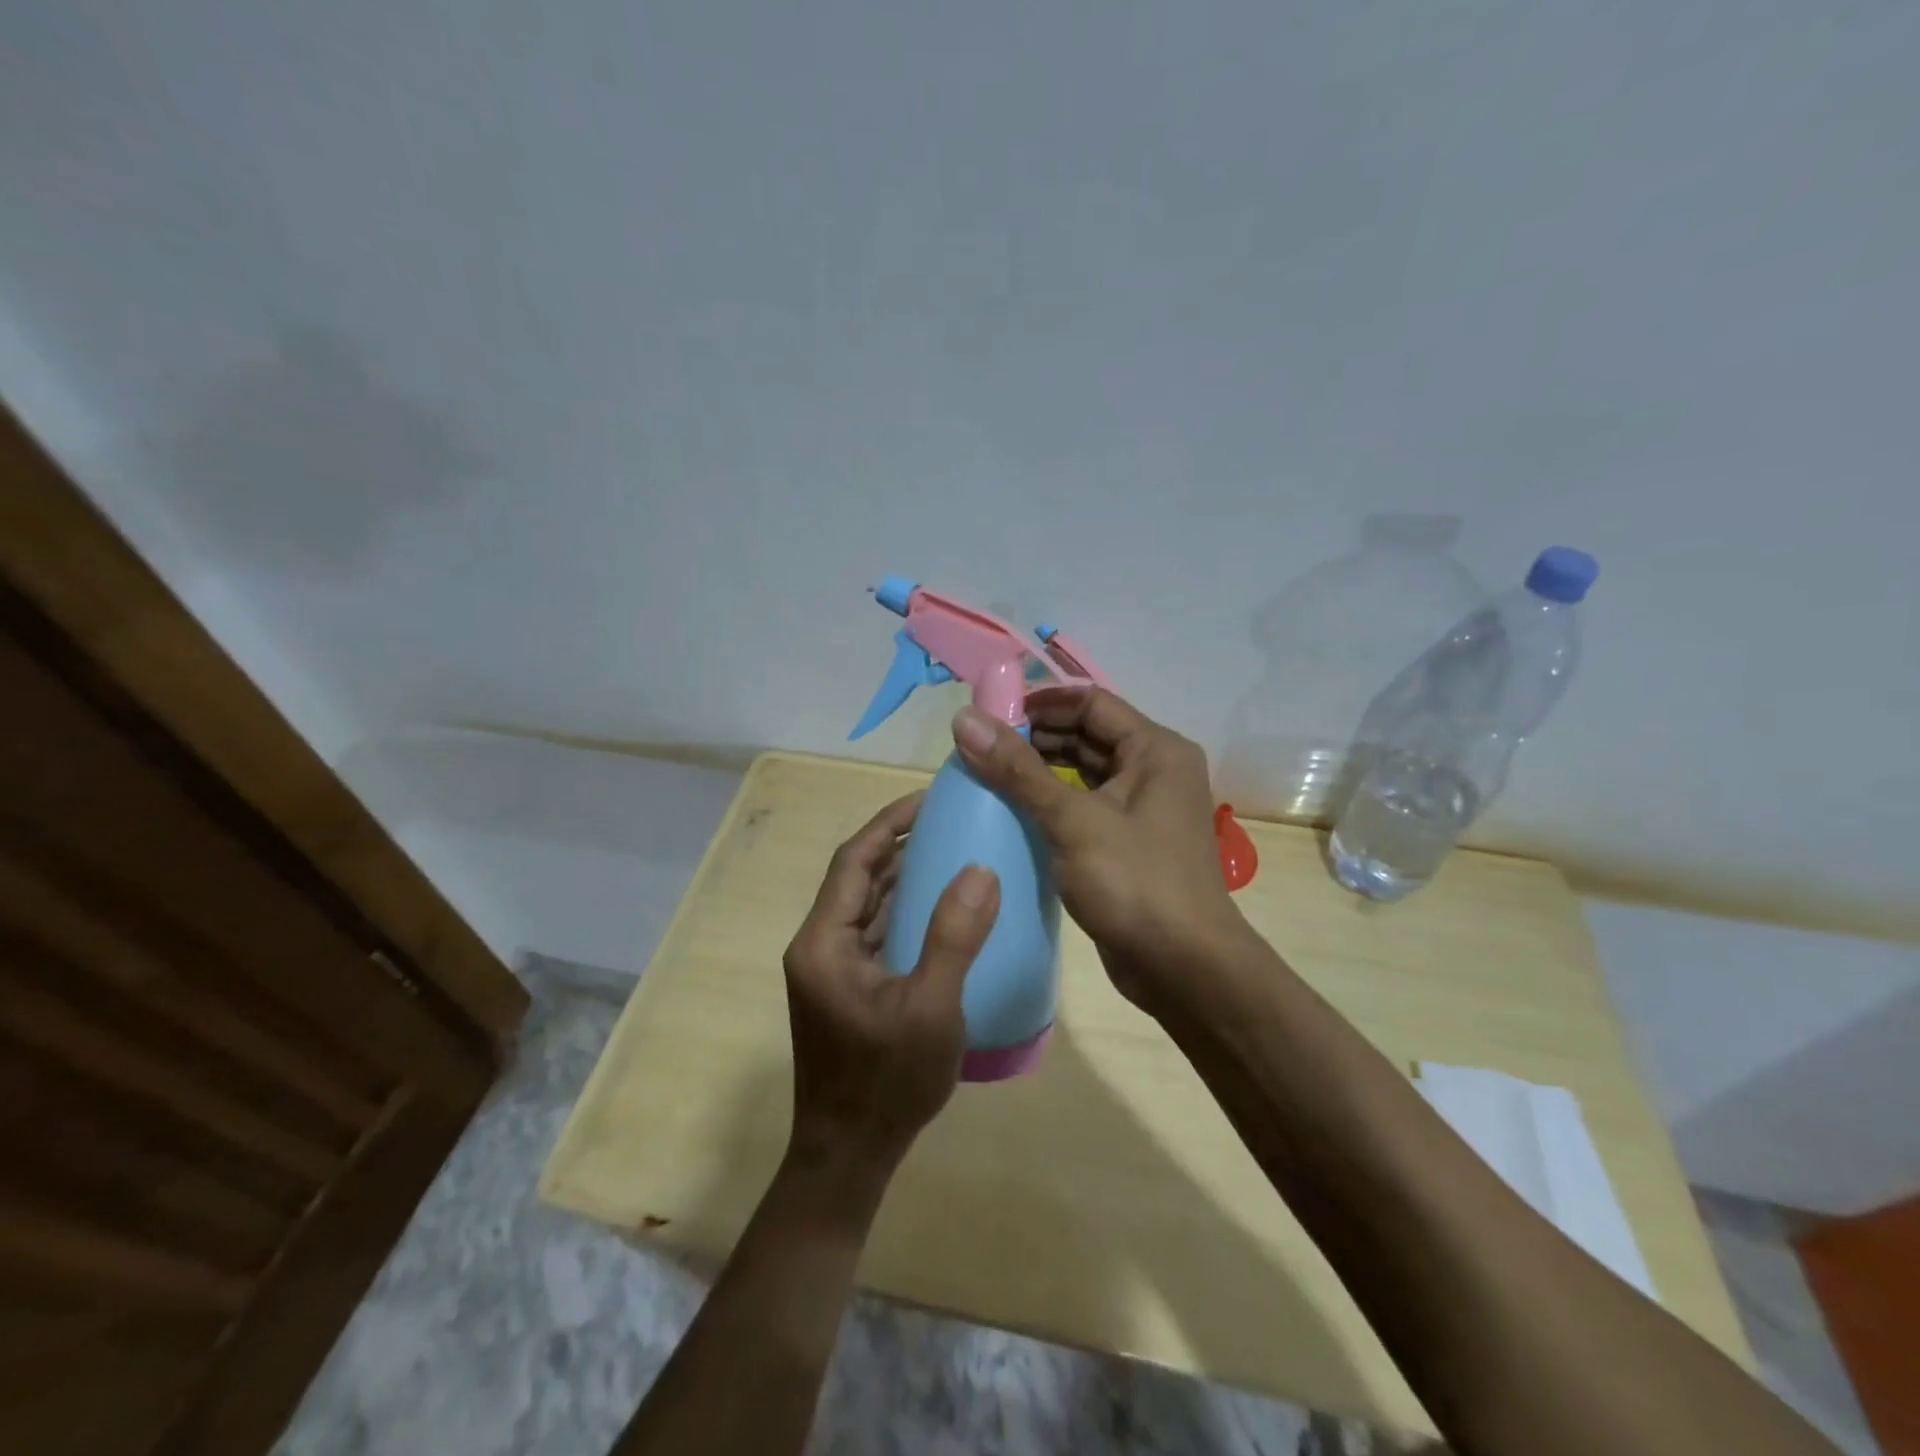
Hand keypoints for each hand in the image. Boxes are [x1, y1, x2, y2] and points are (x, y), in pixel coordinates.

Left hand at [782, 793, 1000, 1179]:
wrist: (848, 1157)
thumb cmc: (886, 1083)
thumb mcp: (931, 1008)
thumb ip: (954, 936)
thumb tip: (981, 870)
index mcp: (824, 941)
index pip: (853, 860)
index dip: (889, 823)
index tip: (930, 799)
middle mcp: (819, 946)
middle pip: (857, 877)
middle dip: (899, 844)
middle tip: (949, 822)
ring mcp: (831, 970)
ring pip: (866, 906)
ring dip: (902, 878)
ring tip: (950, 853)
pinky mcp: (846, 989)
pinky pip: (874, 933)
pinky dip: (902, 912)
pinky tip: (940, 910)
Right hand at [950, 688, 1247, 1013]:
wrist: (1185, 970)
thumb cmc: (1135, 884)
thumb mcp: (1072, 821)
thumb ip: (1017, 770)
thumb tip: (964, 719)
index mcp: (1155, 750)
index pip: (1091, 702)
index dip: (1040, 703)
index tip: (990, 716)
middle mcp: (1155, 770)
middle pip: (1087, 735)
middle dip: (1035, 738)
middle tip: (980, 750)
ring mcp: (1144, 809)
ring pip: (1084, 773)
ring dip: (1040, 772)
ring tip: (988, 778)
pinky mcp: (1129, 843)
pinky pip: (1085, 807)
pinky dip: (1052, 804)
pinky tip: (1014, 815)